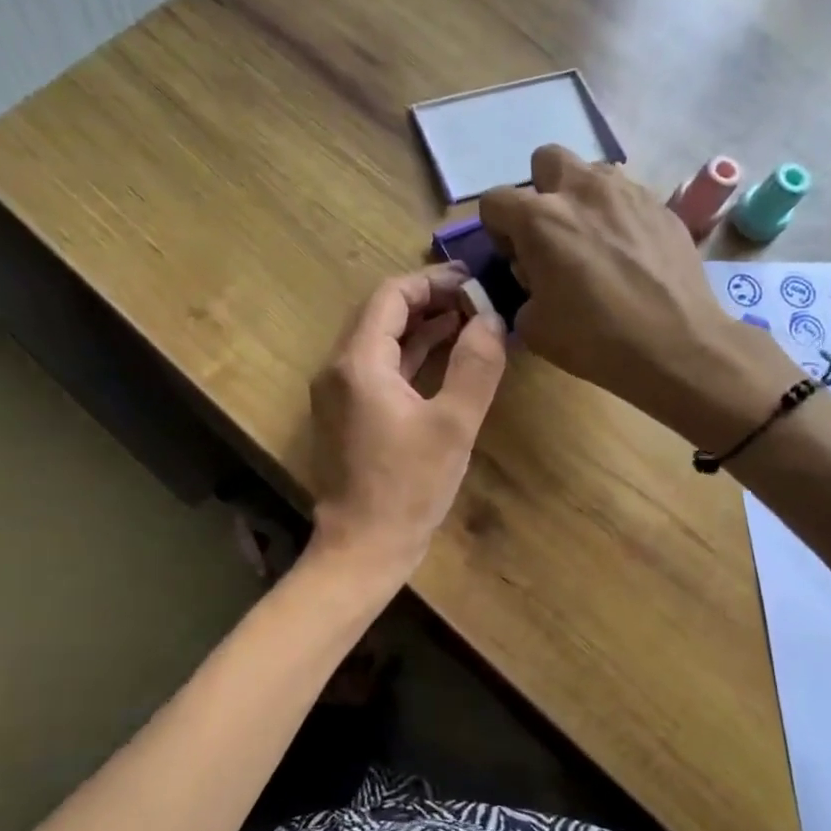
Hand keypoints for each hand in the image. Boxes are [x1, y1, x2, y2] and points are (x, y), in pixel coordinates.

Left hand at [309, 265, 506, 578]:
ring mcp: (338, 392)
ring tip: (469, 320)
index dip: (433, 283)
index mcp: (358, 363)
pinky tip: (444, 354)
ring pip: (379, 340)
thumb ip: (476, 365)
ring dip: (421, 327)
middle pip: (381, 314)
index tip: (473, 283)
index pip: (391, 297)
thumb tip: (492, 319)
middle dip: (429, 301)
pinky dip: (409, 355)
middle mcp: (338, 369)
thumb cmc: (408, 488)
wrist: (362, 548)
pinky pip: (377, 367)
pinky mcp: (346, 413)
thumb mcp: (453, 425)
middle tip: (475, 301)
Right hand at [479, 146, 797, 448]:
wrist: (676, 345)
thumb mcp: (533, 327)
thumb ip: (522, 290)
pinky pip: (627, 196)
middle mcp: (582, 190)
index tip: (516, 257)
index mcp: (540, 219)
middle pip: (546, 160)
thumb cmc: (595, 339)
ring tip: (594, 240)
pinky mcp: (661, 205)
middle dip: (541, 191)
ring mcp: (627, 192)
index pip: (495, 199)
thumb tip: (534, 279)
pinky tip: (629, 253)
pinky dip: (618, 216)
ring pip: (591, 172)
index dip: (498, 229)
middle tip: (553, 233)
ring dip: (582, 198)